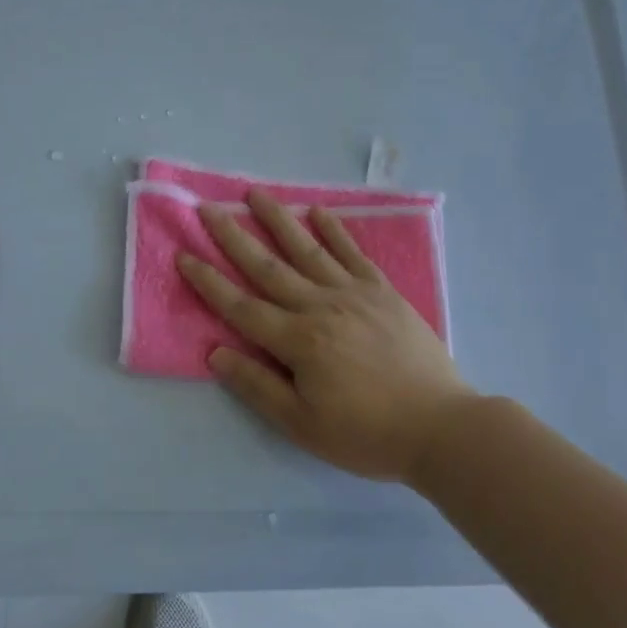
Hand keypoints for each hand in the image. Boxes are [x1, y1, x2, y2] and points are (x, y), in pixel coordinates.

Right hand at [178, 189, 481, 485]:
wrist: (442, 427)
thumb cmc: (367, 432)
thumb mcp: (303, 425)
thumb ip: (258, 386)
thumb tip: (216, 352)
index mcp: (298, 341)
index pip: (241, 306)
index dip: (208, 281)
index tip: (184, 254)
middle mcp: (320, 307)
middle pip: (268, 267)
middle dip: (234, 237)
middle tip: (208, 208)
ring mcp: (354, 294)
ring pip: (307, 250)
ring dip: (278, 220)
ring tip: (255, 194)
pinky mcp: (382, 292)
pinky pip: (353, 254)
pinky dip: (334, 230)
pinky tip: (317, 212)